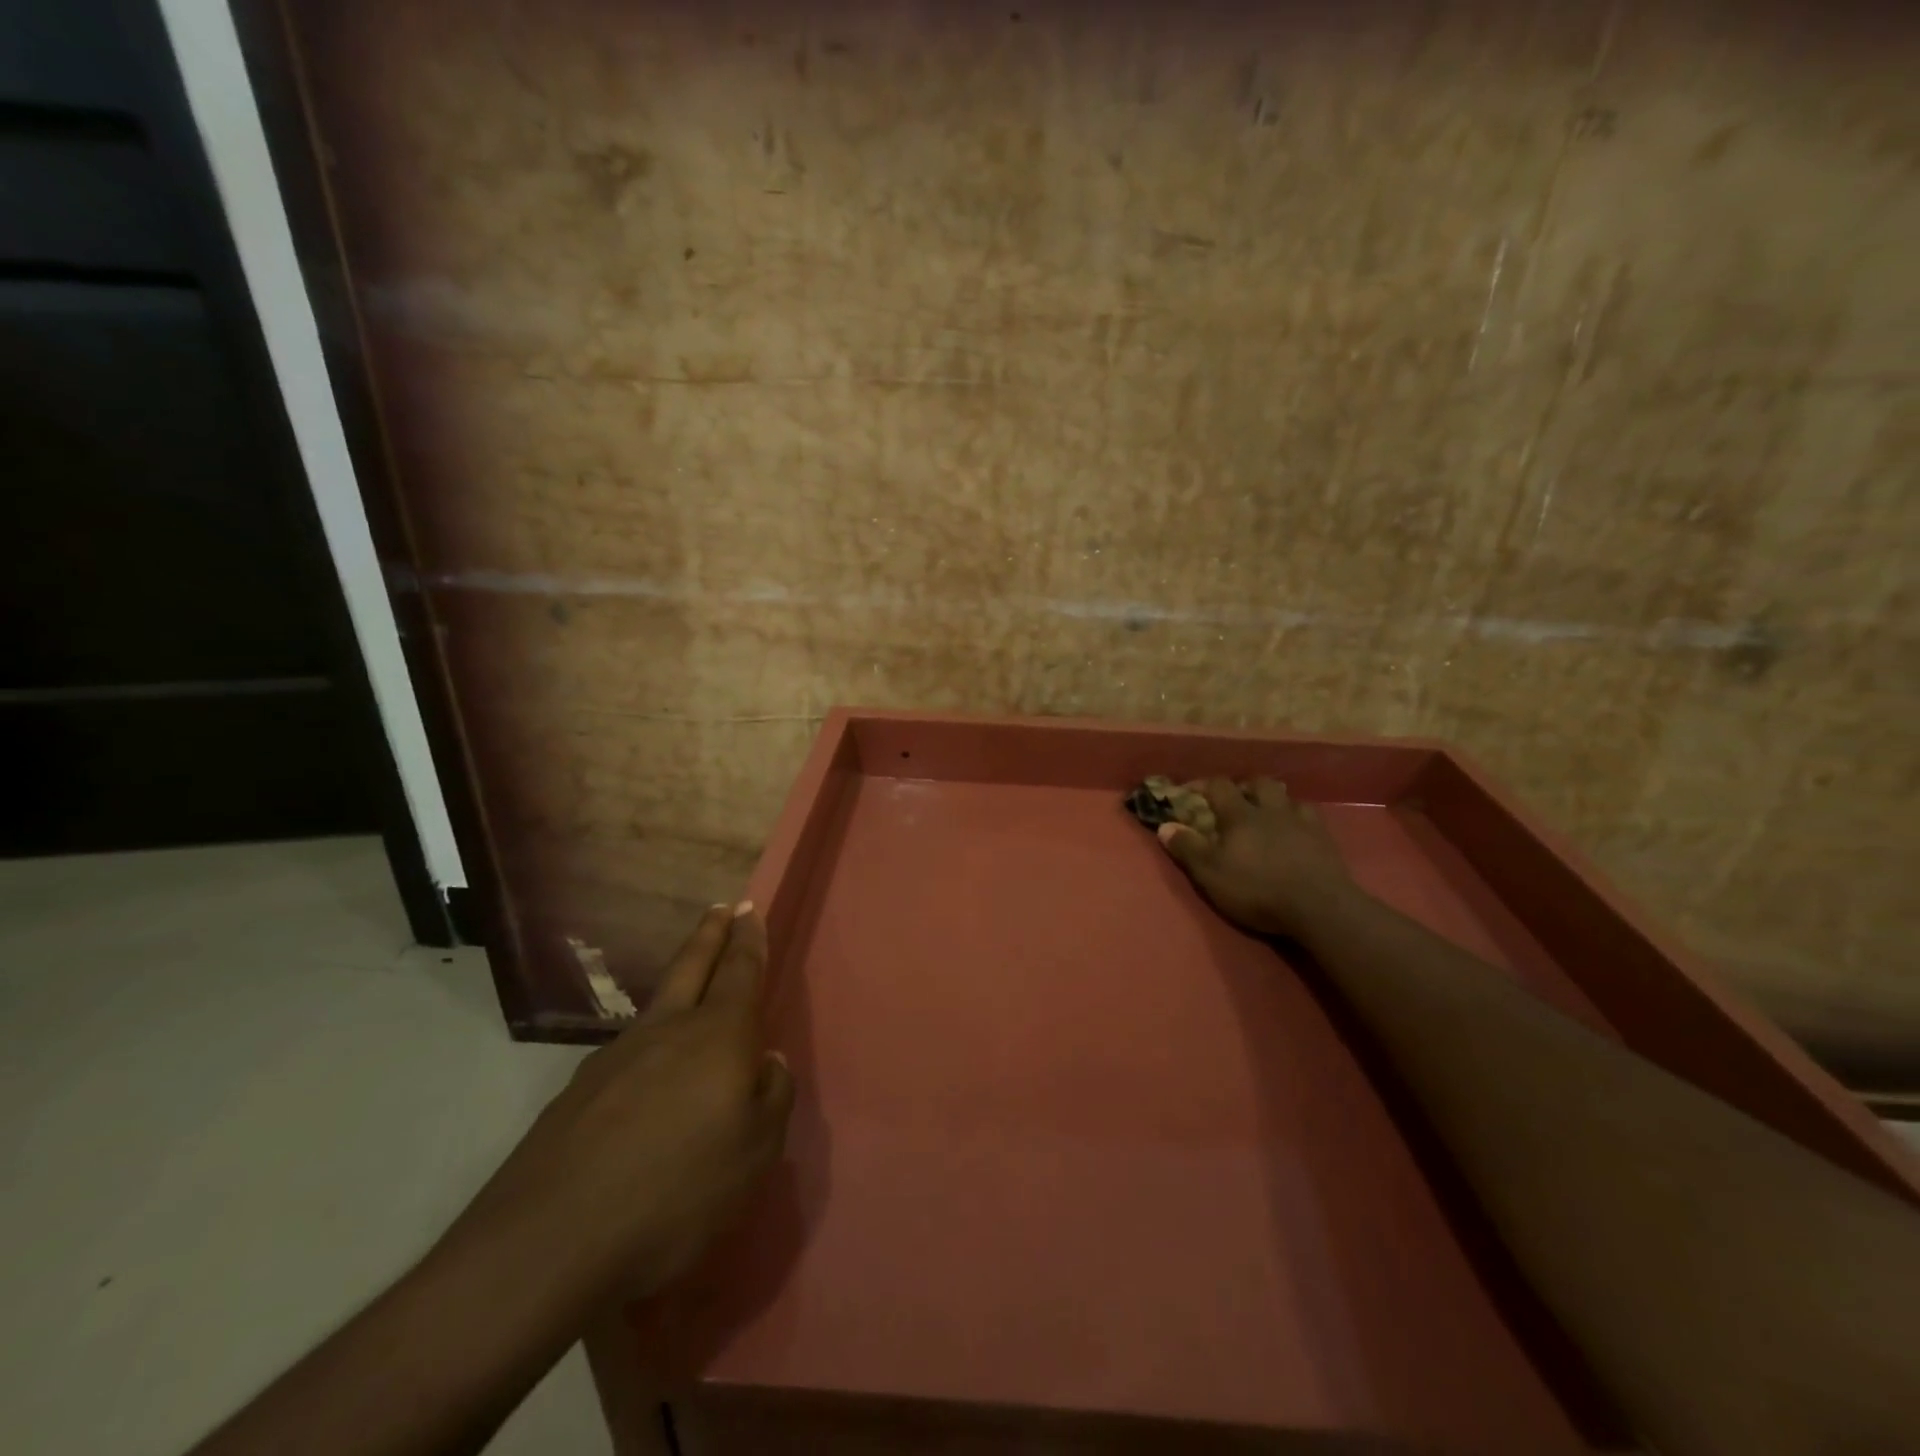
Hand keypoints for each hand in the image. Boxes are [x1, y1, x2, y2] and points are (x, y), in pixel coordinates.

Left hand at [450, 904, 794, 1300]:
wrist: (549, 1244)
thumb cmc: (677, 1190)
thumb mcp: (755, 1152)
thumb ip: (772, 1098)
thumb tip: (768, 1064)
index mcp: (718, 1035)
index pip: (740, 971)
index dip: (749, 939)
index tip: (751, 909)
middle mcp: (667, 1030)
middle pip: (692, 966)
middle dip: (711, 934)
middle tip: (722, 907)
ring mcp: (615, 1058)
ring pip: (657, 1005)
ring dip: (679, 982)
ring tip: (691, 986)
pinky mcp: (577, 1094)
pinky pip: (628, 1053)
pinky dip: (649, 1045)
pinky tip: (647, 1076)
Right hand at [1156, 777, 1358, 940]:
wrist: (1320, 907)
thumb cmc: (1257, 889)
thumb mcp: (1211, 873)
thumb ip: (1187, 848)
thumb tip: (1164, 826)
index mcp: (1240, 815)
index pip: (1219, 786)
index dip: (1202, 785)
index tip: (1189, 792)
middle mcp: (1271, 810)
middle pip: (1258, 783)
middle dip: (1244, 787)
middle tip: (1235, 802)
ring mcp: (1302, 822)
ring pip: (1287, 798)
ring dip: (1274, 801)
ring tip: (1268, 815)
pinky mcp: (1326, 840)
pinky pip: (1310, 817)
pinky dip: (1299, 819)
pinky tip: (1297, 832)